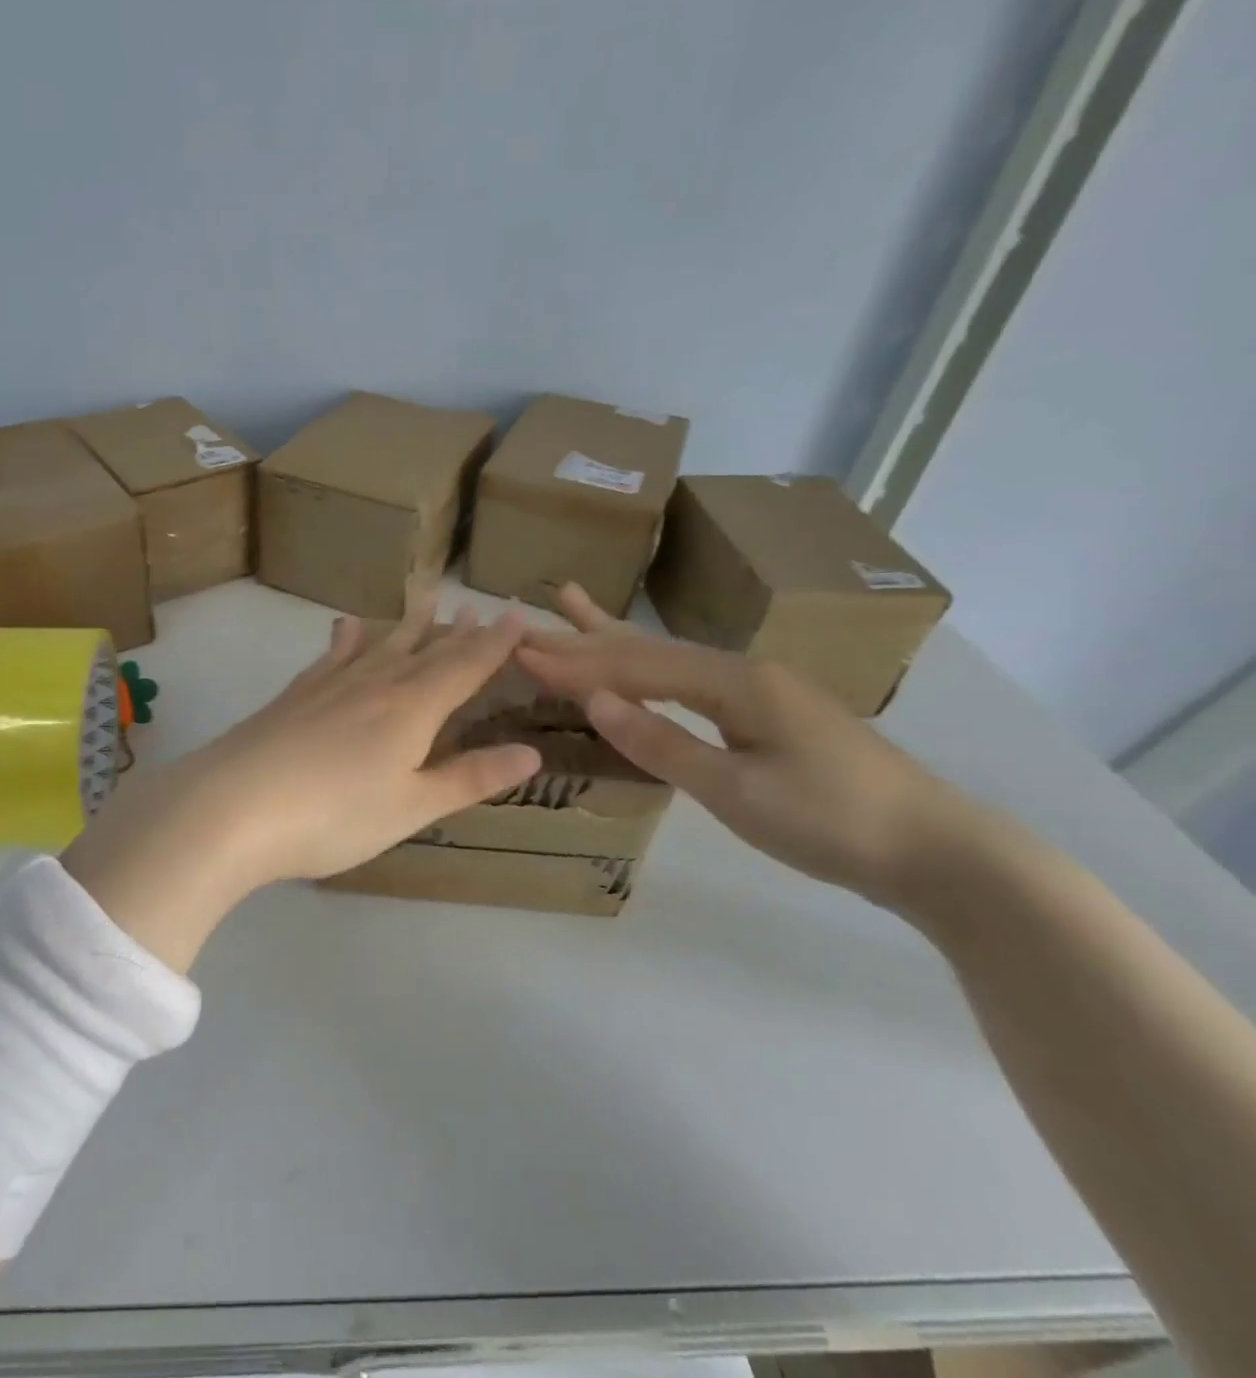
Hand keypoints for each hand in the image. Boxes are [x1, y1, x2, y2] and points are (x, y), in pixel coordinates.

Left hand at [64, 603, 540, 969]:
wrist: (234, 805)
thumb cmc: (334, 815)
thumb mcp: (411, 807)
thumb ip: (469, 777)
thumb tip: (531, 751)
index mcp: (412, 709)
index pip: (464, 667)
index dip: (494, 644)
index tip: (517, 617)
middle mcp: (375, 684)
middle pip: (424, 651)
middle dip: (456, 632)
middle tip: (477, 607)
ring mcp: (330, 684)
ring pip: (380, 645)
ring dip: (408, 625)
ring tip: (427, 600)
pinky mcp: (295, 694)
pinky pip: (331, 656)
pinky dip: (346, 639)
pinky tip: (345, 626)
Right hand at [517, 583, 1005, 915]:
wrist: (937, 852)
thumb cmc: (831, 822)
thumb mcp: (736, 791)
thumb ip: (661, 742)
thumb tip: (594, 700)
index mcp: (735, 682)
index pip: (635, 664)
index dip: (575, 660)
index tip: (518, 651)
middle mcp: (742, 671)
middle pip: (647, 649)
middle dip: (583, 638)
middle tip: (526, 622)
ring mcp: (758, 689)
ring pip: (668, 658)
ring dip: (614, 639)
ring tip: (572, 603)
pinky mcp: (766, 712)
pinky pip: (688, 680)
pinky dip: (648, 667)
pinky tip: (639, 663)